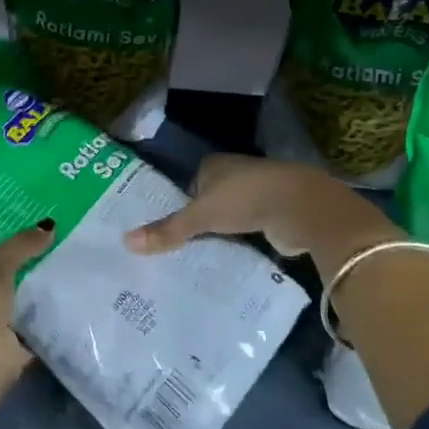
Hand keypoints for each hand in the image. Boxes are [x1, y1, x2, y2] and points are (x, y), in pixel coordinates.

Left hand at [0, 223, 55, 380]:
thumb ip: (21, 245)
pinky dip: (44, 314)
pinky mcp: (5, 345)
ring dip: (31, 289)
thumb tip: (49, 226)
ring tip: (62, 260)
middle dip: (16, 263)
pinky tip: (66, 293)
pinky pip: (29, 323)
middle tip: (45, 237)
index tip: (16, 220)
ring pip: (11, 299)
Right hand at [124, 155, 402, 281]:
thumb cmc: (247, 198)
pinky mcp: (274, 216)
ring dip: (220, 236)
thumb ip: (167, 230)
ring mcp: (257, 195)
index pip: (188, 187)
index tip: (165, 232)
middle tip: (176, 252)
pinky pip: (248, 233)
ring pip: (229, 218)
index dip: (178, 207)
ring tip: (197, 262)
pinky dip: (239, 245)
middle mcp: (234, 175)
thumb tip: (125, 242)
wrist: (302, 207)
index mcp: (214, 165)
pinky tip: (227, 263)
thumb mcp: (201, 216)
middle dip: (198, 223)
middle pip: (208, 202)